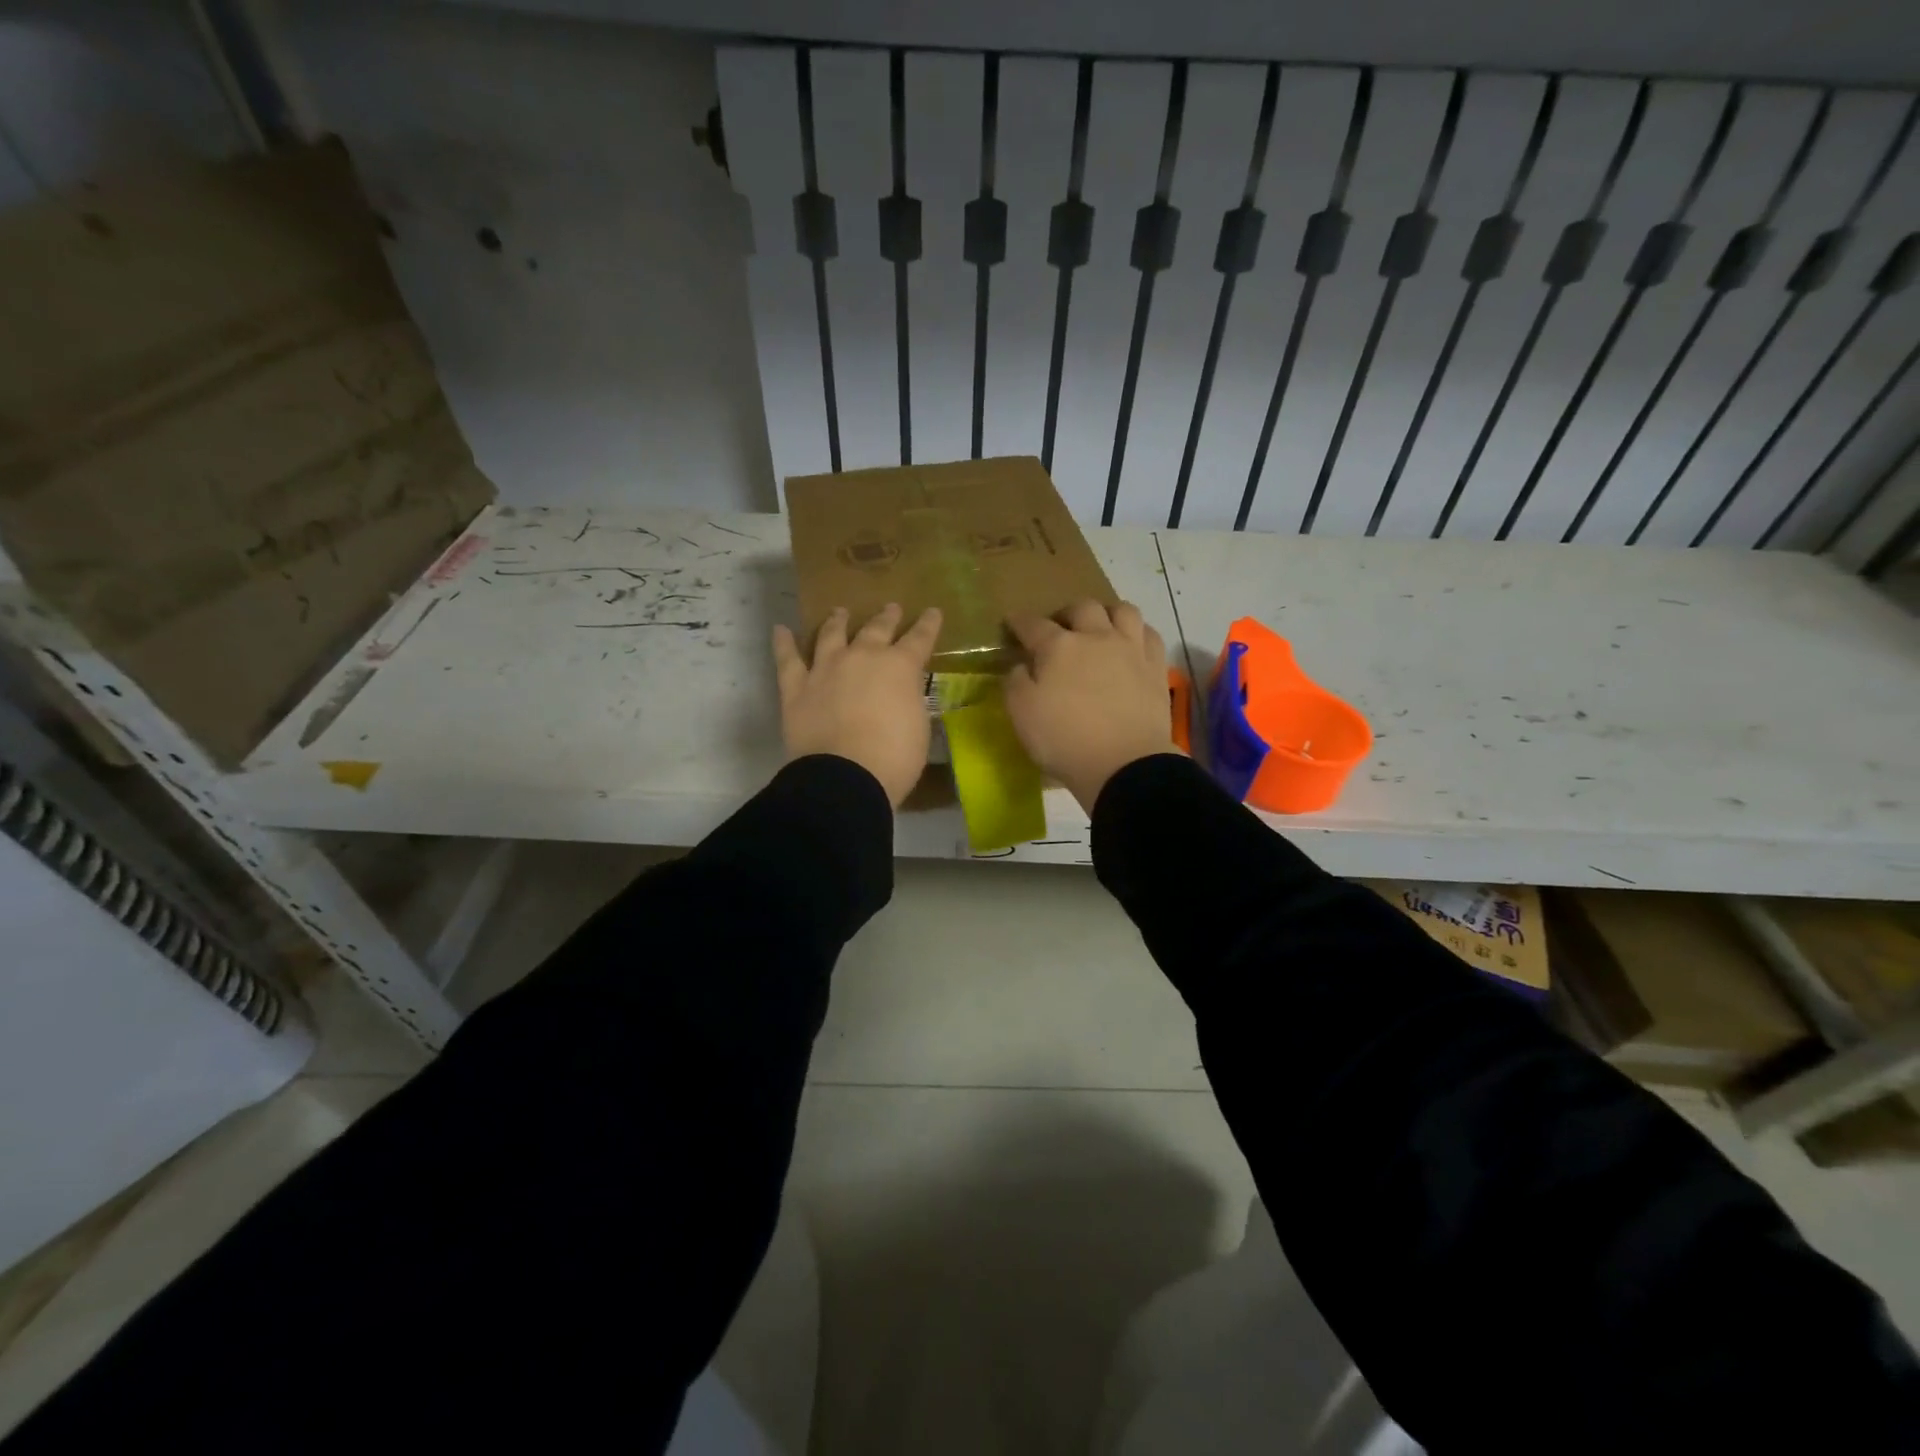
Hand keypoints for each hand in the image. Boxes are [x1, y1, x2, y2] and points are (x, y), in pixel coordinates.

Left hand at [772, 603, 941, 806]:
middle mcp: (862, 657)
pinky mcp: (797, 687)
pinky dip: (784, 643)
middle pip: (876, 629)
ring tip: (840, 611)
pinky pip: (788, 659)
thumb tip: (904, 694)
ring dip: (837, 621)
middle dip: (886, 617)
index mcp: (900, 667)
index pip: (919, 639)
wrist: (846, 776)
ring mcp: (826, 669)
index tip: (932, 612)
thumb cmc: (895, 757)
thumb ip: (910, 701)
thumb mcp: (919, 727)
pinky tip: (781, 629)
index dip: (928, 624)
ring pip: (831, 635)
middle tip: (891, 608)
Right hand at [1005, 600, 1178, 812]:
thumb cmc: (1065, 740)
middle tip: (1058, 628)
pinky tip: (1131, 644)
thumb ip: (1015, 683)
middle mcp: (1096, 637)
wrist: (1125, 764)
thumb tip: (1021, 666)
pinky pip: (1149, 634)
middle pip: (1082, 608)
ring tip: (1099, 627)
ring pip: (1122, 611)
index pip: (1033, 625)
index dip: (1019, 622)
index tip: (1012, 622)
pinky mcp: (1156, 667)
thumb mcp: (1022, 714)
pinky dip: (1137, 632)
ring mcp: (1131, 650)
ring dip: (1107, 613)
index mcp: (1059, 647)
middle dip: (1066, 613)